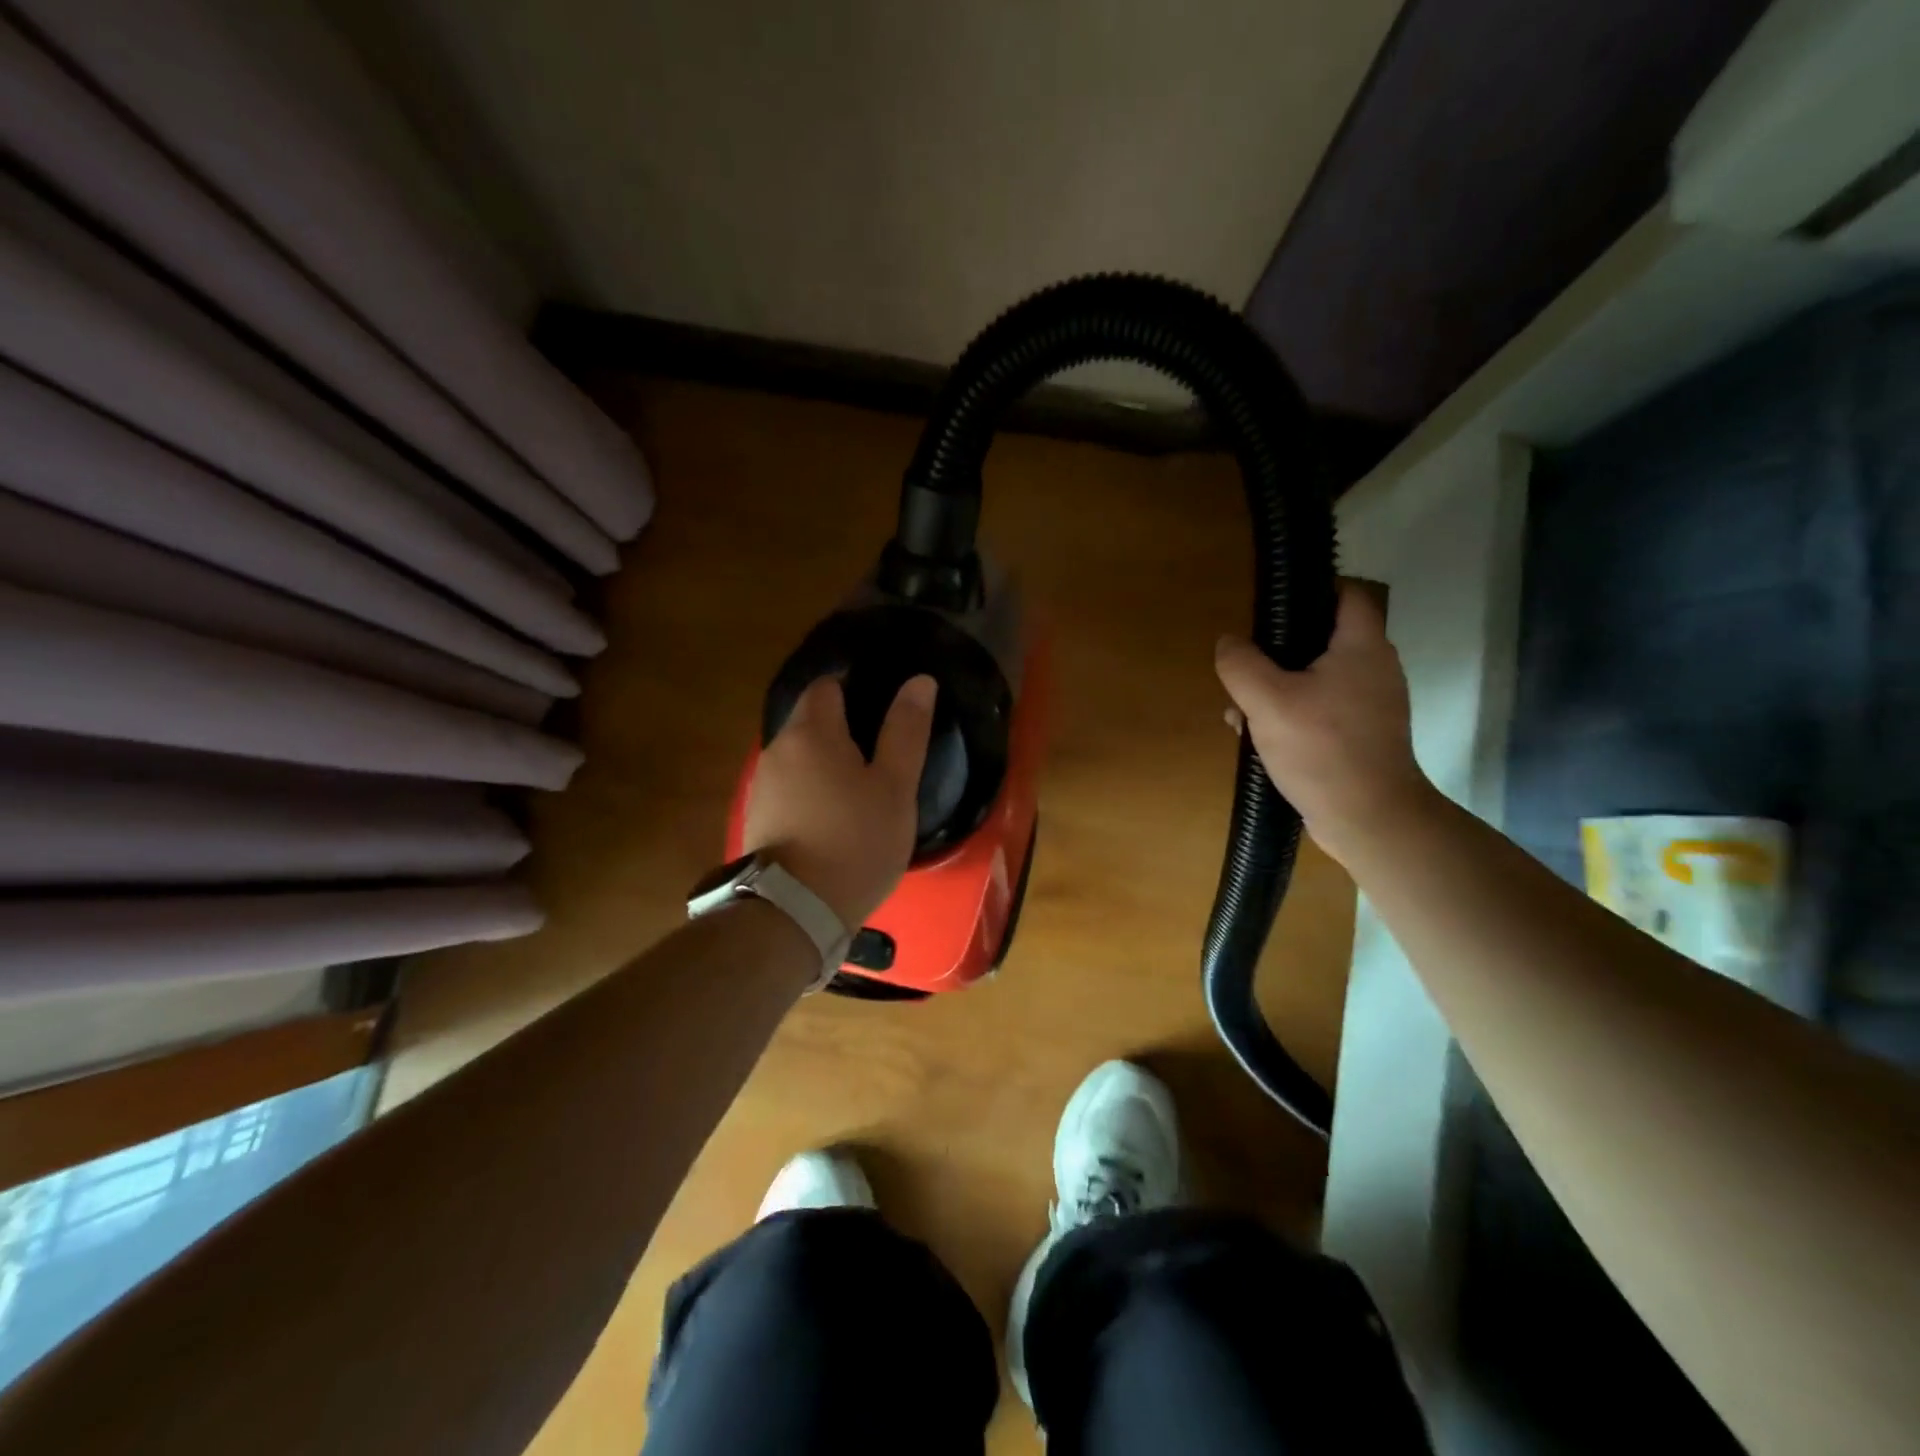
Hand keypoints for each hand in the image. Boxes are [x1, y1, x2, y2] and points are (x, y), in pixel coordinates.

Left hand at [743, 675, 936, 927]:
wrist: (795, 911)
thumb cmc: (856, 842)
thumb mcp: (895, 787)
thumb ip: (906, 731)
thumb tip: (920, 680)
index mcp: (812, 731)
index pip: (828, 684)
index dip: (856, 688)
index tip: (884, 710)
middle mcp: (778, 747)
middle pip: (809, 717)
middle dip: (841, 725)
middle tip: (880, 752)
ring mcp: (762, 783)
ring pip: (798, 753)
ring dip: (825, 758)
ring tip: (860, 785)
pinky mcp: (757, 815)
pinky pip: (789, 783)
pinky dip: (810, 787)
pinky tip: (832, 814)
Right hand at [1214, 581, 1432, 862]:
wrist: (1368, 817)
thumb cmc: (1322, 748)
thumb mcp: (1267, 702)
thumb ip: (1241, 665)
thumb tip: (1227, 641)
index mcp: (1362, 647)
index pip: (1347, 595)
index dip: (1312, 590)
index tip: (1273, 605)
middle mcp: (1375, 669)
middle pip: (1323, 640)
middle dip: (1278, 652)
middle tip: (1245, 666)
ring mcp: (1371, 705)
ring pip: (1316, 680)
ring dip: (1278, 689)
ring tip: (1242, 712)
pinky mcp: (1362, 736)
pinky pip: (1321, 710)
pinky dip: (1293, 715)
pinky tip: (1261, 739)